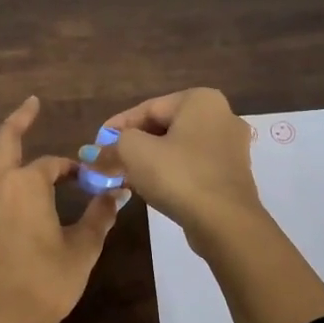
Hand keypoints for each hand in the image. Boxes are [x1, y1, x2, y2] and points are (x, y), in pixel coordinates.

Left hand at [0, 90, 126, 322]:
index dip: (72, 169)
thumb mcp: (84, 247)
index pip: (54, 165)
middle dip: (21, 118)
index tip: (86, 180)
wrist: (7, 318)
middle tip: (31, 102)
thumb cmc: (49, 282)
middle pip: (9, 141)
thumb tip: (116, 194)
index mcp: (30, 185)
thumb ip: (99, 216)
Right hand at [100, 88, 263, 247]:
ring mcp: (231, 146)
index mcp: (200, 100)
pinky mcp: (233, 174)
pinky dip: (170, 173)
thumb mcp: (134, 153)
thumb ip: (111, 146)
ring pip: (178, 148)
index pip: (147, 108)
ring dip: (149, 160)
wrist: (225, 222)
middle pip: (163, 127)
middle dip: (133, 145)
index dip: (116, 127)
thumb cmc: (179, 176)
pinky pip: (192, 166)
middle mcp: (221, 115)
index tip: (96, 145)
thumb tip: (91, 152)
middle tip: (108, 162)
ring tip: (124, 177)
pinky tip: (151, 188)